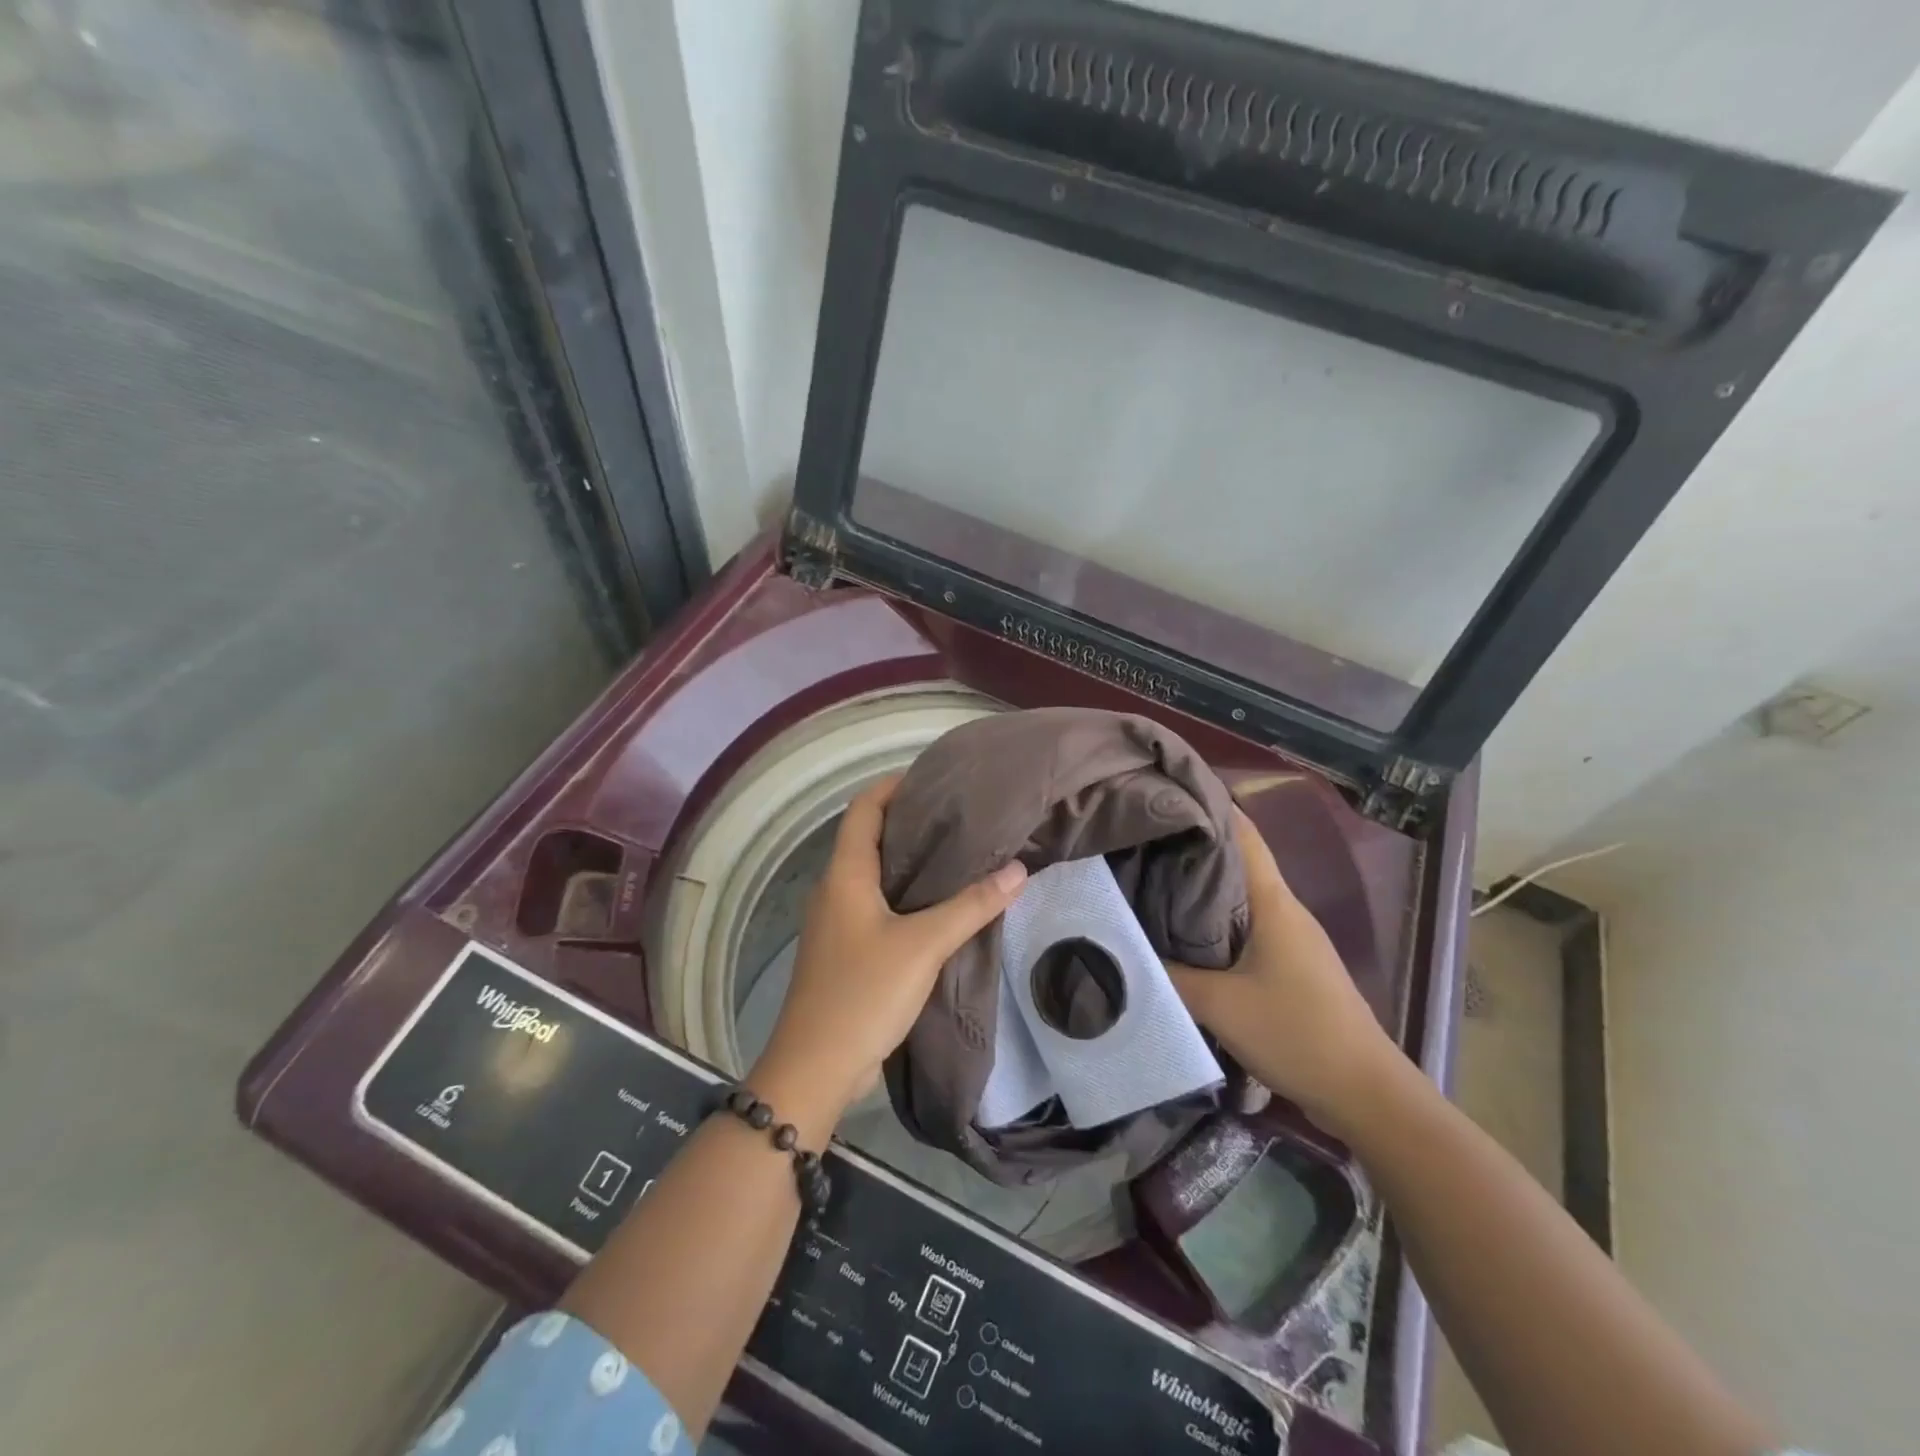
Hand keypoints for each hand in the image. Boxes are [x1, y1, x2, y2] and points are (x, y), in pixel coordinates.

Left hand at [751, 776, 1027, 1135]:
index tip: (934, 778)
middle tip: (960, 816)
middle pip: (869, 838)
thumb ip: (971, 906)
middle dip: (910, 822)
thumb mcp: (923, 945)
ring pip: (874, 874)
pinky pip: (876, 906)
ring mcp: (837, 922)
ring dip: (909, 861)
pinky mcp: (845, 950)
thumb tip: (1017, 869)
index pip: (863, 809)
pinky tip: (940, 905)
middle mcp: (835, 889)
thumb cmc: (863, 993)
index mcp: (844, 874)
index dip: (893, 786)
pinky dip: (906, 895)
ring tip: (959, 853)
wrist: (816, 1067)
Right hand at [1167, 807, 1397, 1128]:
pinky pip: (1247, 929)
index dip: (1209, 807)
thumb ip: (1167, 974)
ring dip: (1202, 889)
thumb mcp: (1220, 1004)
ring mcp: (1293, 939)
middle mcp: (1285, 910)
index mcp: (1274, 902)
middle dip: (1193, 848)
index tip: (1166, 795)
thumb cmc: (1296, 1032)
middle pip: (1237, 863)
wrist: (1365, 1094)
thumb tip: (1122, 948)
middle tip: (1140, 842)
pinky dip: (1215, 923)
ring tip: (1150, 883)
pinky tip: (1183, 936)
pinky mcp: (1293, 966)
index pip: (1243, 834)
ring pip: (1241, 898)